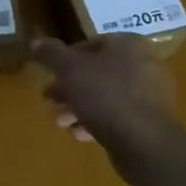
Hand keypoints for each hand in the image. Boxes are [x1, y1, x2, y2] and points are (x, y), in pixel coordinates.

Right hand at [30, 35, 177, 163]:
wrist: (145, 143)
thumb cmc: (106, 96)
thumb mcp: (70, 70)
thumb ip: (51, 54)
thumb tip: (35, 42)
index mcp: (127, 45)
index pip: (90, 44)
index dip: (66, 59)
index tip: (51, 75)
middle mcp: (143, 65)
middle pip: (97, 72)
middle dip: (70, 87)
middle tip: (50, 100)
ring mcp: (150, 95)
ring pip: (106, 96)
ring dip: (80, 107)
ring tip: (61, 122)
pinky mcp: (151, 122)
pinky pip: (118, 116)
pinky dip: (98, 122)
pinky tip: (80, 135)